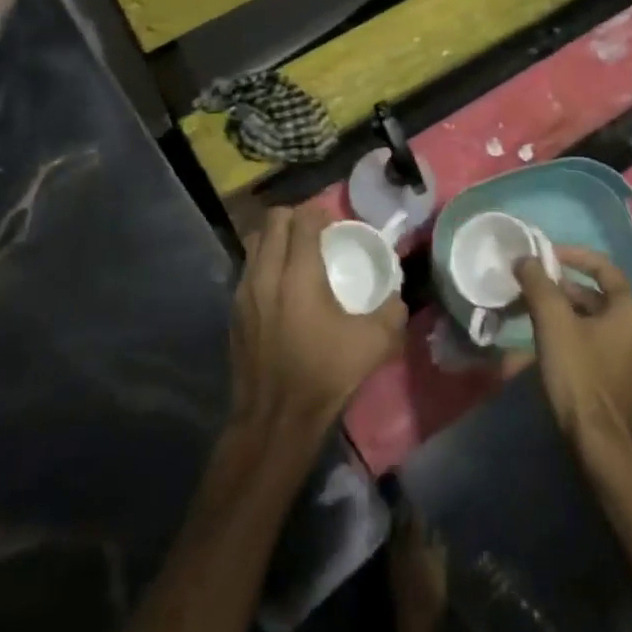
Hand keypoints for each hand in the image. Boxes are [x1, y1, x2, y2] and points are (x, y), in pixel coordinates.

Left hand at [230, 204, 406, 439]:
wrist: (275, 419)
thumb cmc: (325, 375)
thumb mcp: (374, 344)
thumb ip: (392, 311)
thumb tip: (397, 295)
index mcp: (299, 275)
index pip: (301, 220)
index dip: (318, 212)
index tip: (333, 222)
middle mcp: (266, 274)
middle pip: (272, 221)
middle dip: (294, 218)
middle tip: (315, 232)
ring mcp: (244, 292)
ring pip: (254, 242)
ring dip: (275, 237)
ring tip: (295, 253)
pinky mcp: (234, 310)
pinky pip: (247, 268)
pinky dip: (263, 263)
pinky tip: (280, 286)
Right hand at [516, 247, 631, 443]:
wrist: (597, 443)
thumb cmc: (578, 373)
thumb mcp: (552, 321)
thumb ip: (538, 283)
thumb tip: (525, 259)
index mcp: (631, 311)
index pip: (604, 268)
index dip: (574, 256)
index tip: (546, 255)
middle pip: (598, 297)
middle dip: (563, 289)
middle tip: (533, 287)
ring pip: (596, 323)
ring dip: (566, 314)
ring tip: (534, 315)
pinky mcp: (625, 383)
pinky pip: (598, 347)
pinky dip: (574, 338)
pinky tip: (548, 347)